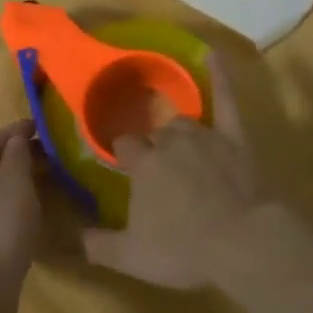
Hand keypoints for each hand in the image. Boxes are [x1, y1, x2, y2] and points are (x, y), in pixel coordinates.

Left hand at [0, 120, 41, 308]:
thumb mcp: (14, 187)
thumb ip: (16, 158)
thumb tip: (17, 139)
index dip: (9, 132)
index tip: (37, 127)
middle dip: (14, 157)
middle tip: (46, 153)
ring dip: (16, 182)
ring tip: (45, 178)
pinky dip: (12, 205)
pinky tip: (33, 210)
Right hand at [82, 57, 261, 289]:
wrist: (240, 243)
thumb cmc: (183, 250)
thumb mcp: (131, 256)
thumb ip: (97, 244)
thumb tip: (72, 237)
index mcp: (143, 165)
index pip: (124, 146)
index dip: (125, 155)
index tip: (125, 165)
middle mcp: (169, 142)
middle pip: (154, 134)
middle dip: (152, 147)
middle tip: (157, 168)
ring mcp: (204, 136)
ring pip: (183, 123)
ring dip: (177, 131)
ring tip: (178, 144)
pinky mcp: (234, 138)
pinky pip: (225, 100)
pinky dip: (220, 77)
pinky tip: (212, 55)